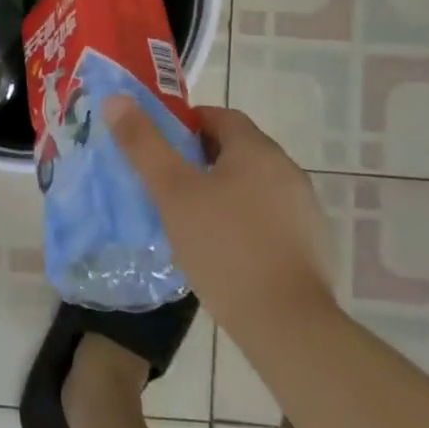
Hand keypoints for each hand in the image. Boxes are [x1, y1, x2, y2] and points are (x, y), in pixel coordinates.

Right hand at [104, 96, 337, 339]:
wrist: (289, 327)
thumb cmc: (225, 247)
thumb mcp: (173, 192)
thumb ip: (143, 143)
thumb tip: (116, 100)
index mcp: (256, 149)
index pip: (219, 116)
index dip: (186, 125)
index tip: (161, 148)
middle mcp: (286, 169)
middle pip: (236, 149)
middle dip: (201, 160)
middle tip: (168, 184)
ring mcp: (304, 209)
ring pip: (253, 185)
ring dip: (224, 192)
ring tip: (191, 220)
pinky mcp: (312, 246)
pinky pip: (269, 218)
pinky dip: (245, 221)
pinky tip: (224, 251)